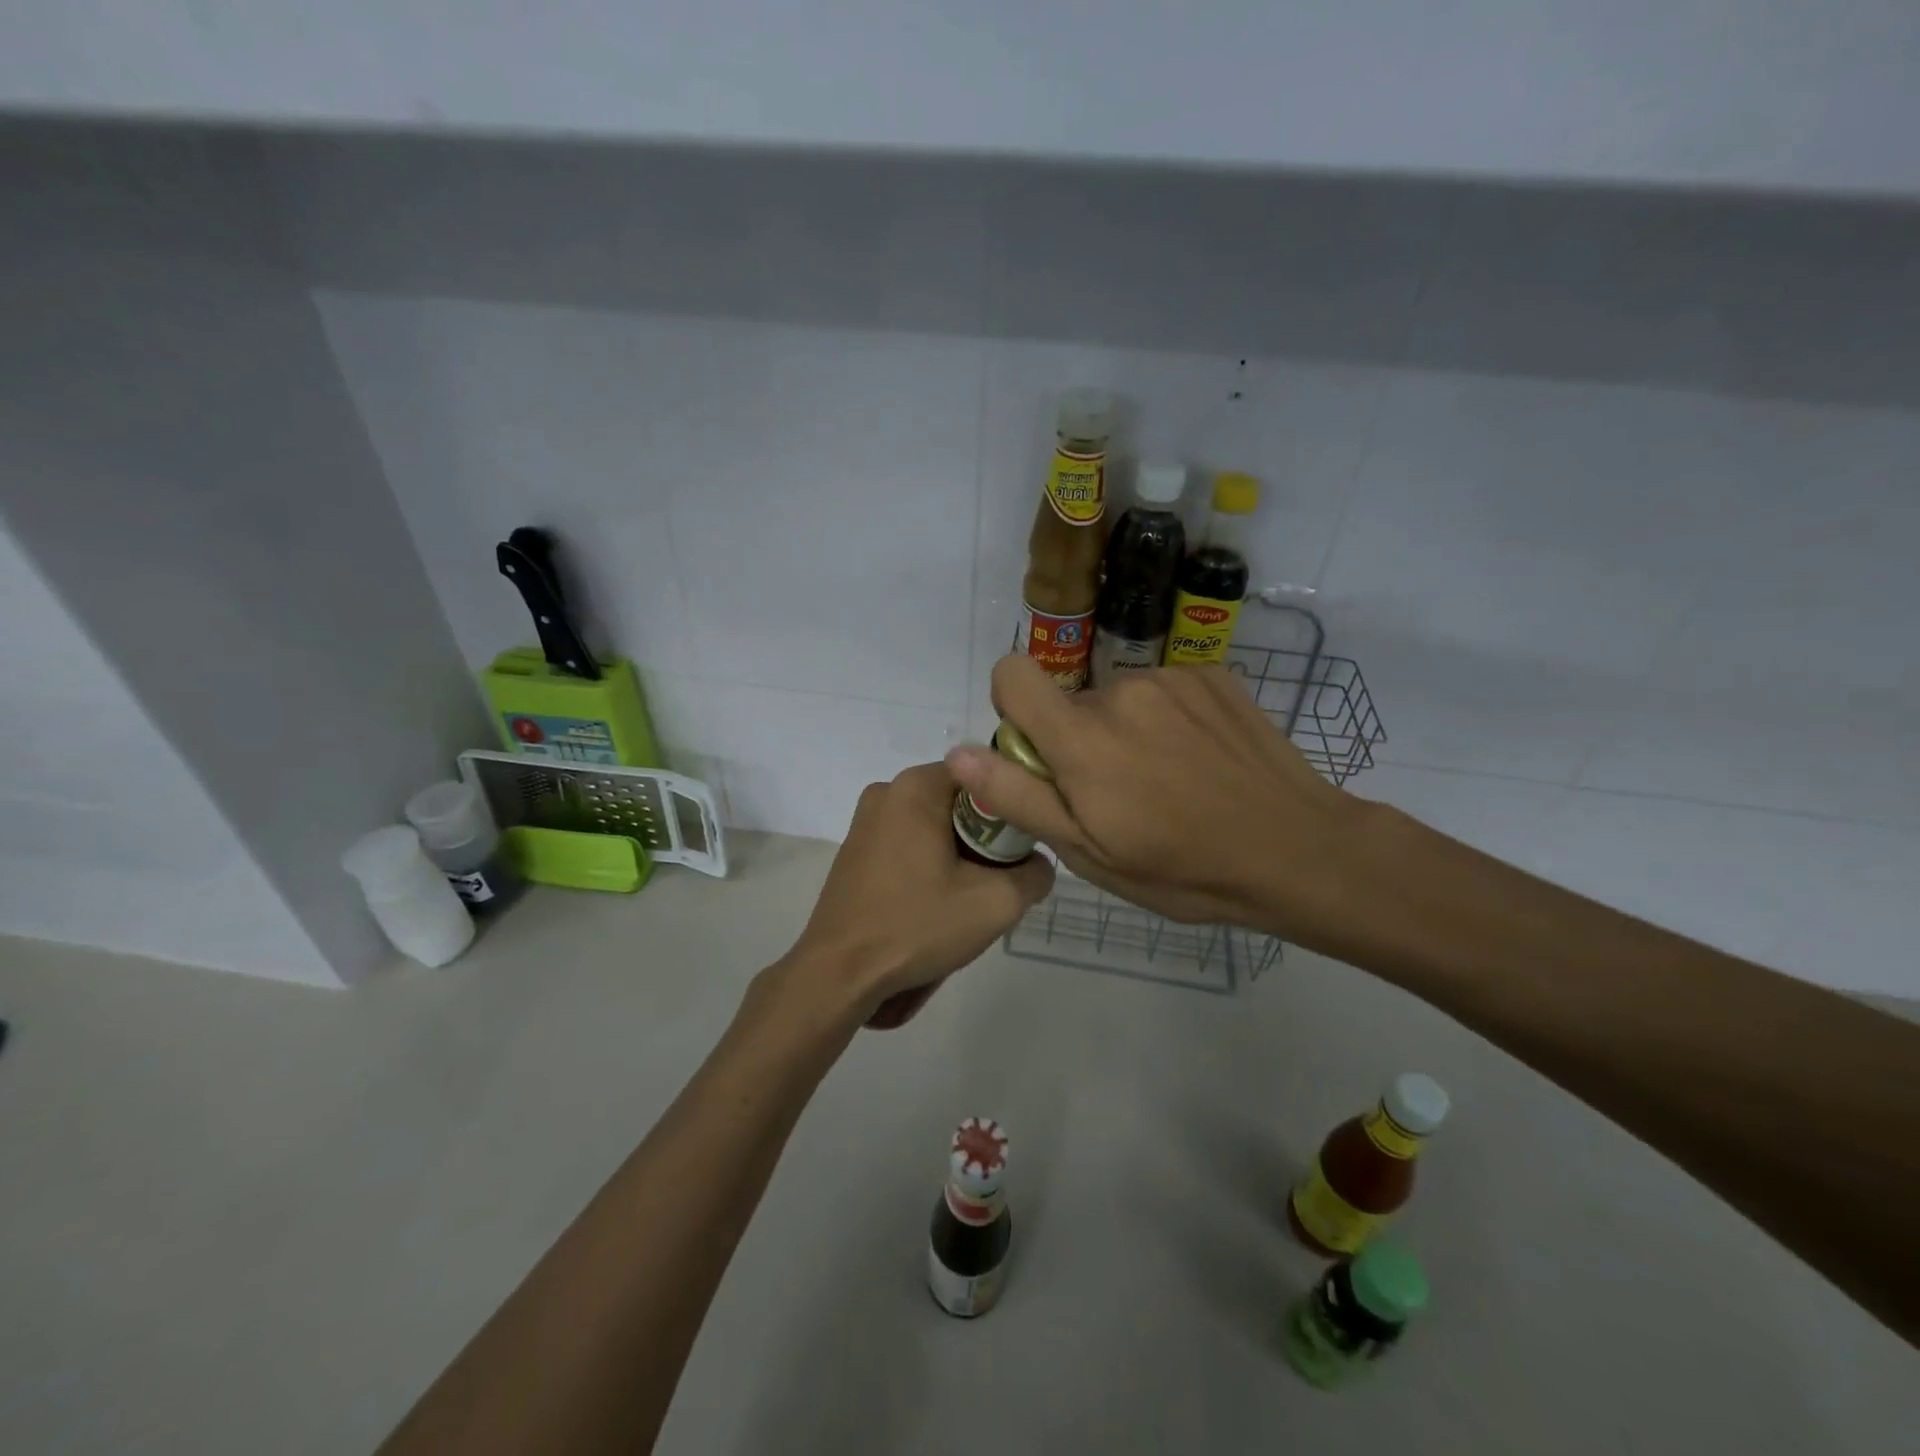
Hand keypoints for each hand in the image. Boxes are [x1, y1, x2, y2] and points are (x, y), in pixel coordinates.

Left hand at [777, 762, 1053, 1030]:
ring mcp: (865, 820)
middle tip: (996, 881)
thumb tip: (1037, 864)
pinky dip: (928, 864)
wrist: (839, 972)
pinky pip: (908, 843)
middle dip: (984, 838)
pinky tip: (931, 903)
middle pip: (959, 802)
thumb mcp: (996, 903)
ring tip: (964, 898)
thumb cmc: (916, 925)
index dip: (1011, 808)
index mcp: (916, 786)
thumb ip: (1035, 874)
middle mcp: (887, 791)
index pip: (984, 775)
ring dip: (958, 855)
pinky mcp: (855, 849)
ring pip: (934, 825)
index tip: (1021, 848)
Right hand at [945, 655, 1367, 945]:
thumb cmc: (1182, 868)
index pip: (1012, 674)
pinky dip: (1166, 719)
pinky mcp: (1212, 675)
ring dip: (1125, 730)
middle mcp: (1122, 690)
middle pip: (1070, 700)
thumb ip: (1019, 797)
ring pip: (1117, 697)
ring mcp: (1172, 677)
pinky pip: (1162, 689)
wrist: (1297, 849)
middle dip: (1078, 739)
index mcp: (1084, 737)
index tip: (1041, 754)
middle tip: (1119, 794)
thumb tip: (959, 755)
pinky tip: (1199, 760)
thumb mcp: (1089, 852)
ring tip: (1167, 780)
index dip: (1013, 708)